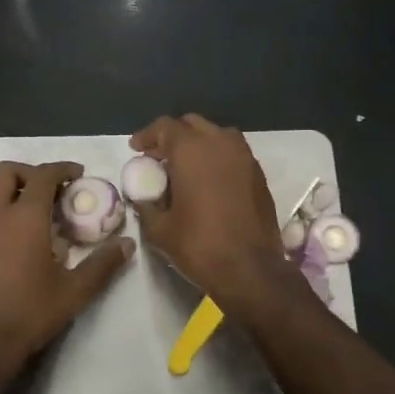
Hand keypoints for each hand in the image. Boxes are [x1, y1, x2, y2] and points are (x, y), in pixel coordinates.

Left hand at [0, 160, 134, 383]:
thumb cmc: (30, 312)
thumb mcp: (75, 291)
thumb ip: (103, 264)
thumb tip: (127, 244)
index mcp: (25, 217)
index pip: (44, 175)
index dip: (62, 169)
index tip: (75, 174)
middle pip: (5, 171)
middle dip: (28, 173)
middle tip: (44, 190)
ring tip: (13, 205)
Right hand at [128, 115, 300, 314]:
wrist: (250, 269)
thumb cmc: (199, 245)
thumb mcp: (159, 229)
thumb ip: (146, 206)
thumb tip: (141, 197)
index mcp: (192, 150)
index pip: (165, 126)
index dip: (147, 135)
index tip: (136, 150)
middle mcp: (220, 143)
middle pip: (192, 124)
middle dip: (172, 136)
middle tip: (158, 157)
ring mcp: (244, 156)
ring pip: (216, 135)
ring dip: (198, 143)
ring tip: (185, 165)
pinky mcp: (258, 174)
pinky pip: (233, 153)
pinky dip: (217, 157)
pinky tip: (208, 180)